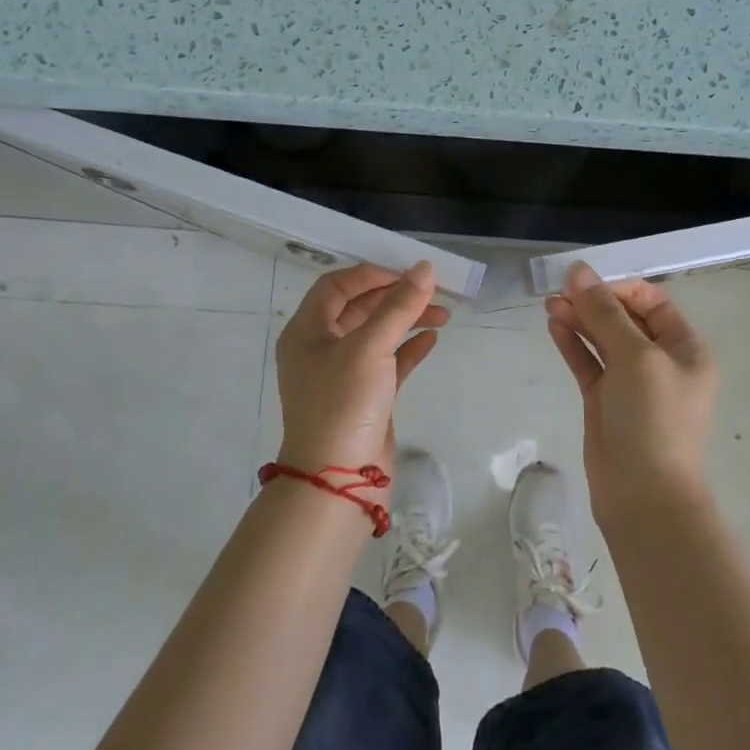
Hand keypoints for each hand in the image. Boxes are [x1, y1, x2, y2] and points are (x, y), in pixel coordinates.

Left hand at [275, 262, 447, 482]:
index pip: (337, 286)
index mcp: (307, 330)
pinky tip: (431, 340)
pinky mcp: (364, 397)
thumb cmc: (344, 403)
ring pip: (377, 335)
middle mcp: (320, 348)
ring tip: (443, 315)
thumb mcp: (370, 348)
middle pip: (359, 308)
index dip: (372, 274)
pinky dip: (408, 348)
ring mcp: (342, 374)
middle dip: (396, 298)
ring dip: (407, 321)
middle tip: (433, 293)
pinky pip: (387, 362)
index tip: (408, 276)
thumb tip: (425, 269)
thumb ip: (399, 306)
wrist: (337, 481)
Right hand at [545, 262, 717, 528]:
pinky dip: (572, 343)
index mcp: (684, 348)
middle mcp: (660, 361)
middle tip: (558, 289)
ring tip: (550, 303)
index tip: (585, 281)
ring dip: (579, 319)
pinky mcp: (604, 401)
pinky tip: (554, 325)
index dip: (619, 287)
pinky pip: (588, 362)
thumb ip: (605, 313)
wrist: (644, 496)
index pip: (652, 301)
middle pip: (624, 318)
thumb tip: (579, 271)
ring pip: (602, 339)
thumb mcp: (635, 357)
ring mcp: (631, 382)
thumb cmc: (653, 419)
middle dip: (594, 301)